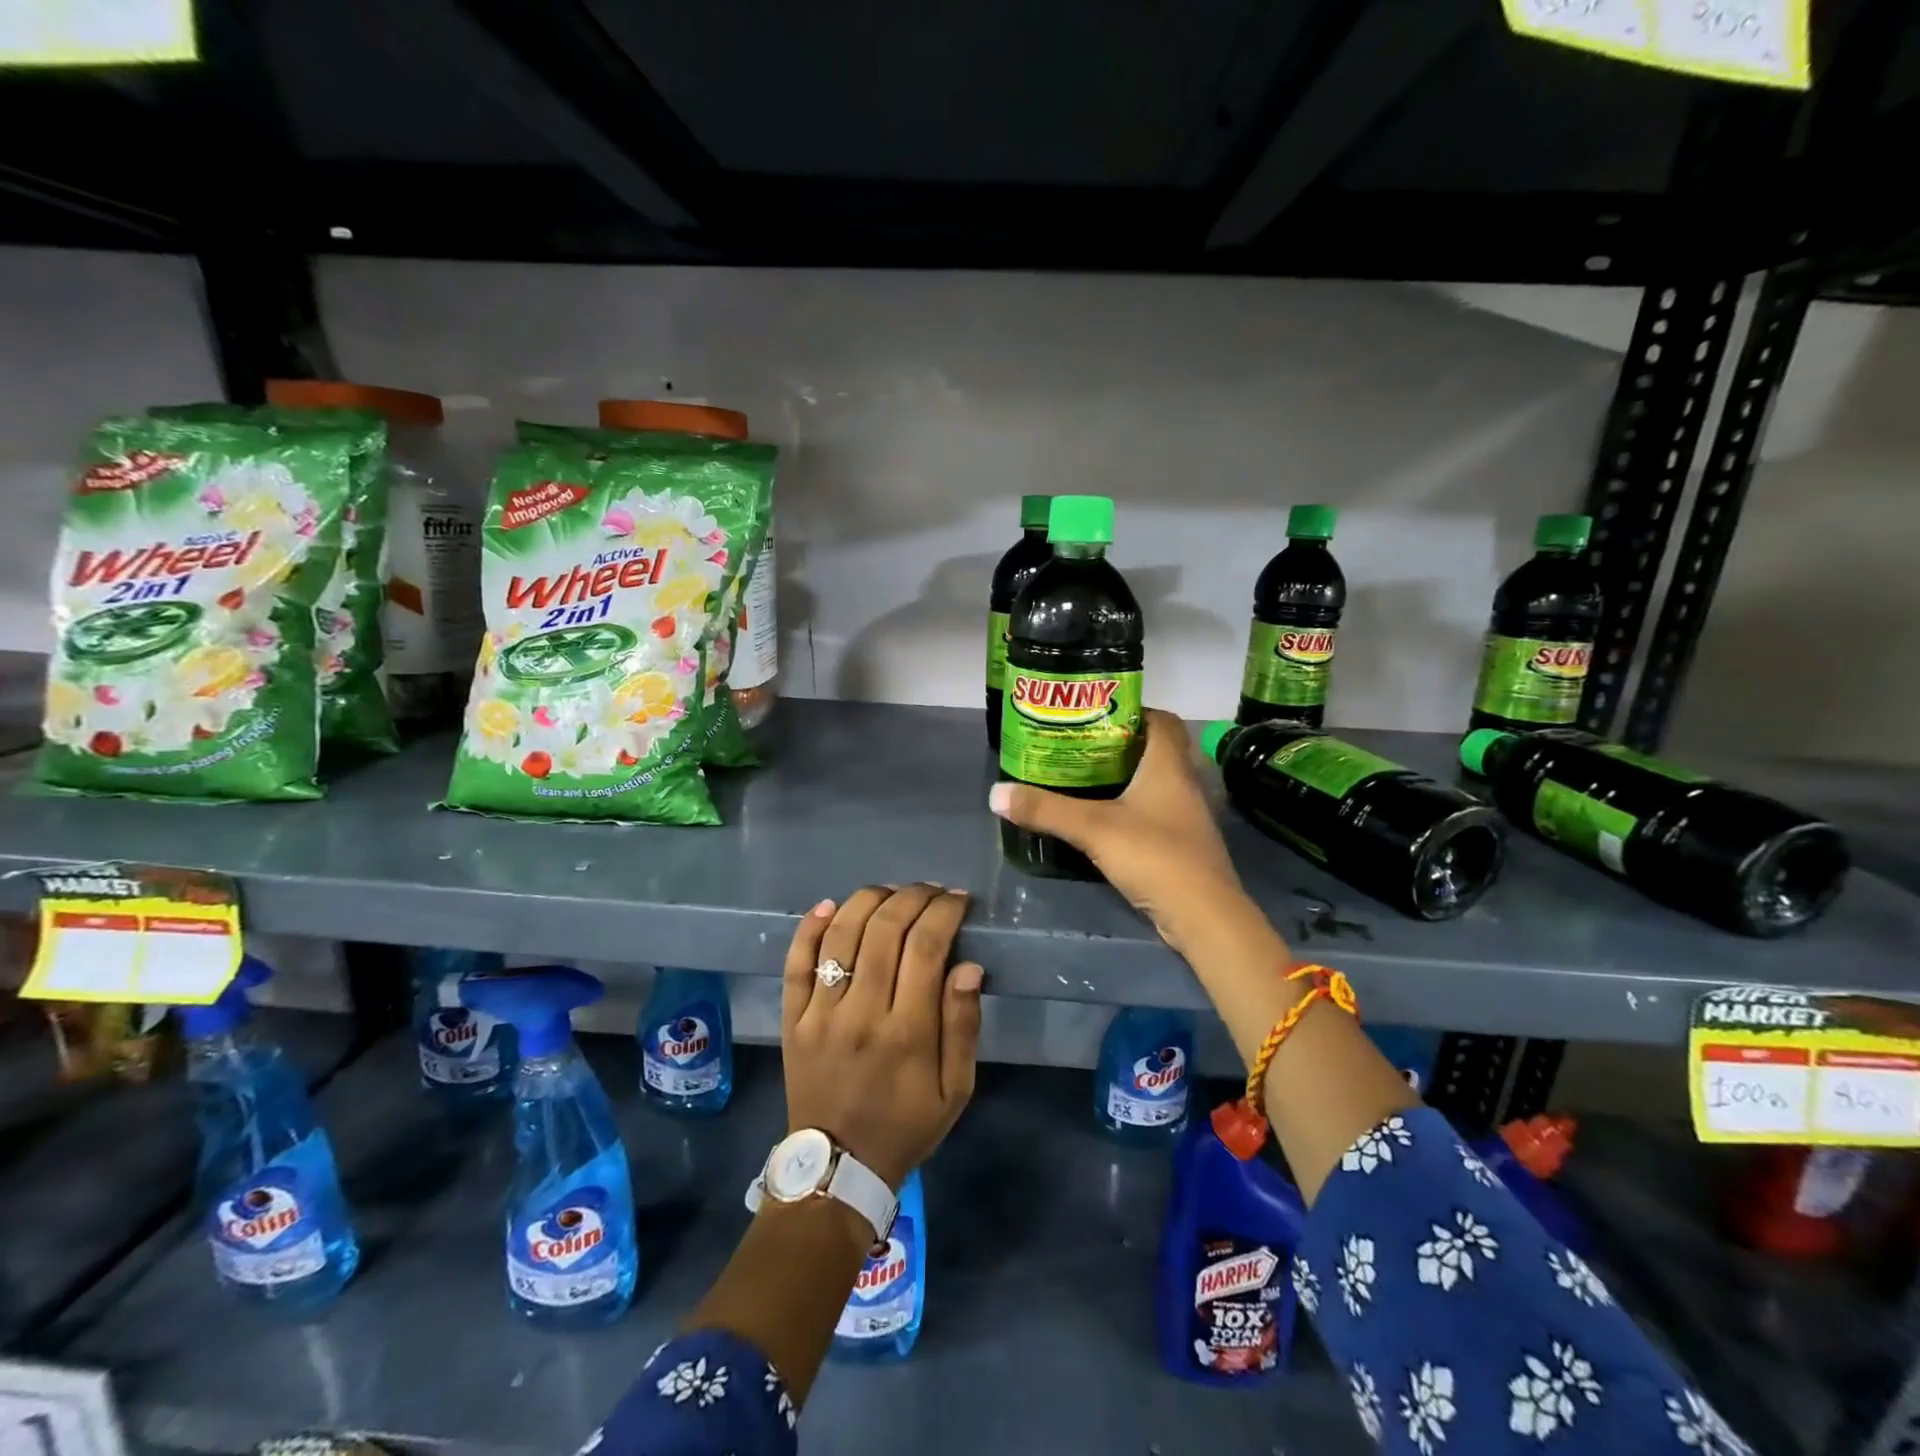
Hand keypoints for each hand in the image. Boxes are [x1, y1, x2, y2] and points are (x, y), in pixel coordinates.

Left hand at [781, 885, 982, 1189]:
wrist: (838, 1169)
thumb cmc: (906, 1125)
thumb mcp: (955, 1090)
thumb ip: (963, 1026)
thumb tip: (968, 966)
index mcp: (907, 1032)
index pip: (926, 947)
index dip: (944, 912)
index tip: (959, 900)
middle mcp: (861, 1014)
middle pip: (884, 930)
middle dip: (913, 896)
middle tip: (932, 890)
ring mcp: (819, 1014)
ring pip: (841, 935)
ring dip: (869, 900)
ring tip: (892, 892)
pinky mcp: (791, 1019)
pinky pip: (795, 962)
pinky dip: (811, 927)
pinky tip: (831, 905)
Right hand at [989, 709, 1249, 956]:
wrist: (1203, 916)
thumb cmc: (1155, 856)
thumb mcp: (1093, 829)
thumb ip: (1046, 810)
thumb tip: (996, 793)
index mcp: (1168, 765)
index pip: (1161, 719)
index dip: (1132, 710)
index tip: (1095, 714)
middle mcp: (1182, 782)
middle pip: (1155, 749)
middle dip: (1118, 744)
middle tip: (1078, 745)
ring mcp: (1185, 815)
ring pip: (1154, 781)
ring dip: (1123, 777)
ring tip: (1082, 778)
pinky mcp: (1181, 843)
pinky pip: (1153, 810)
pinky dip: (1130, 807)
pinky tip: (1102, 818)